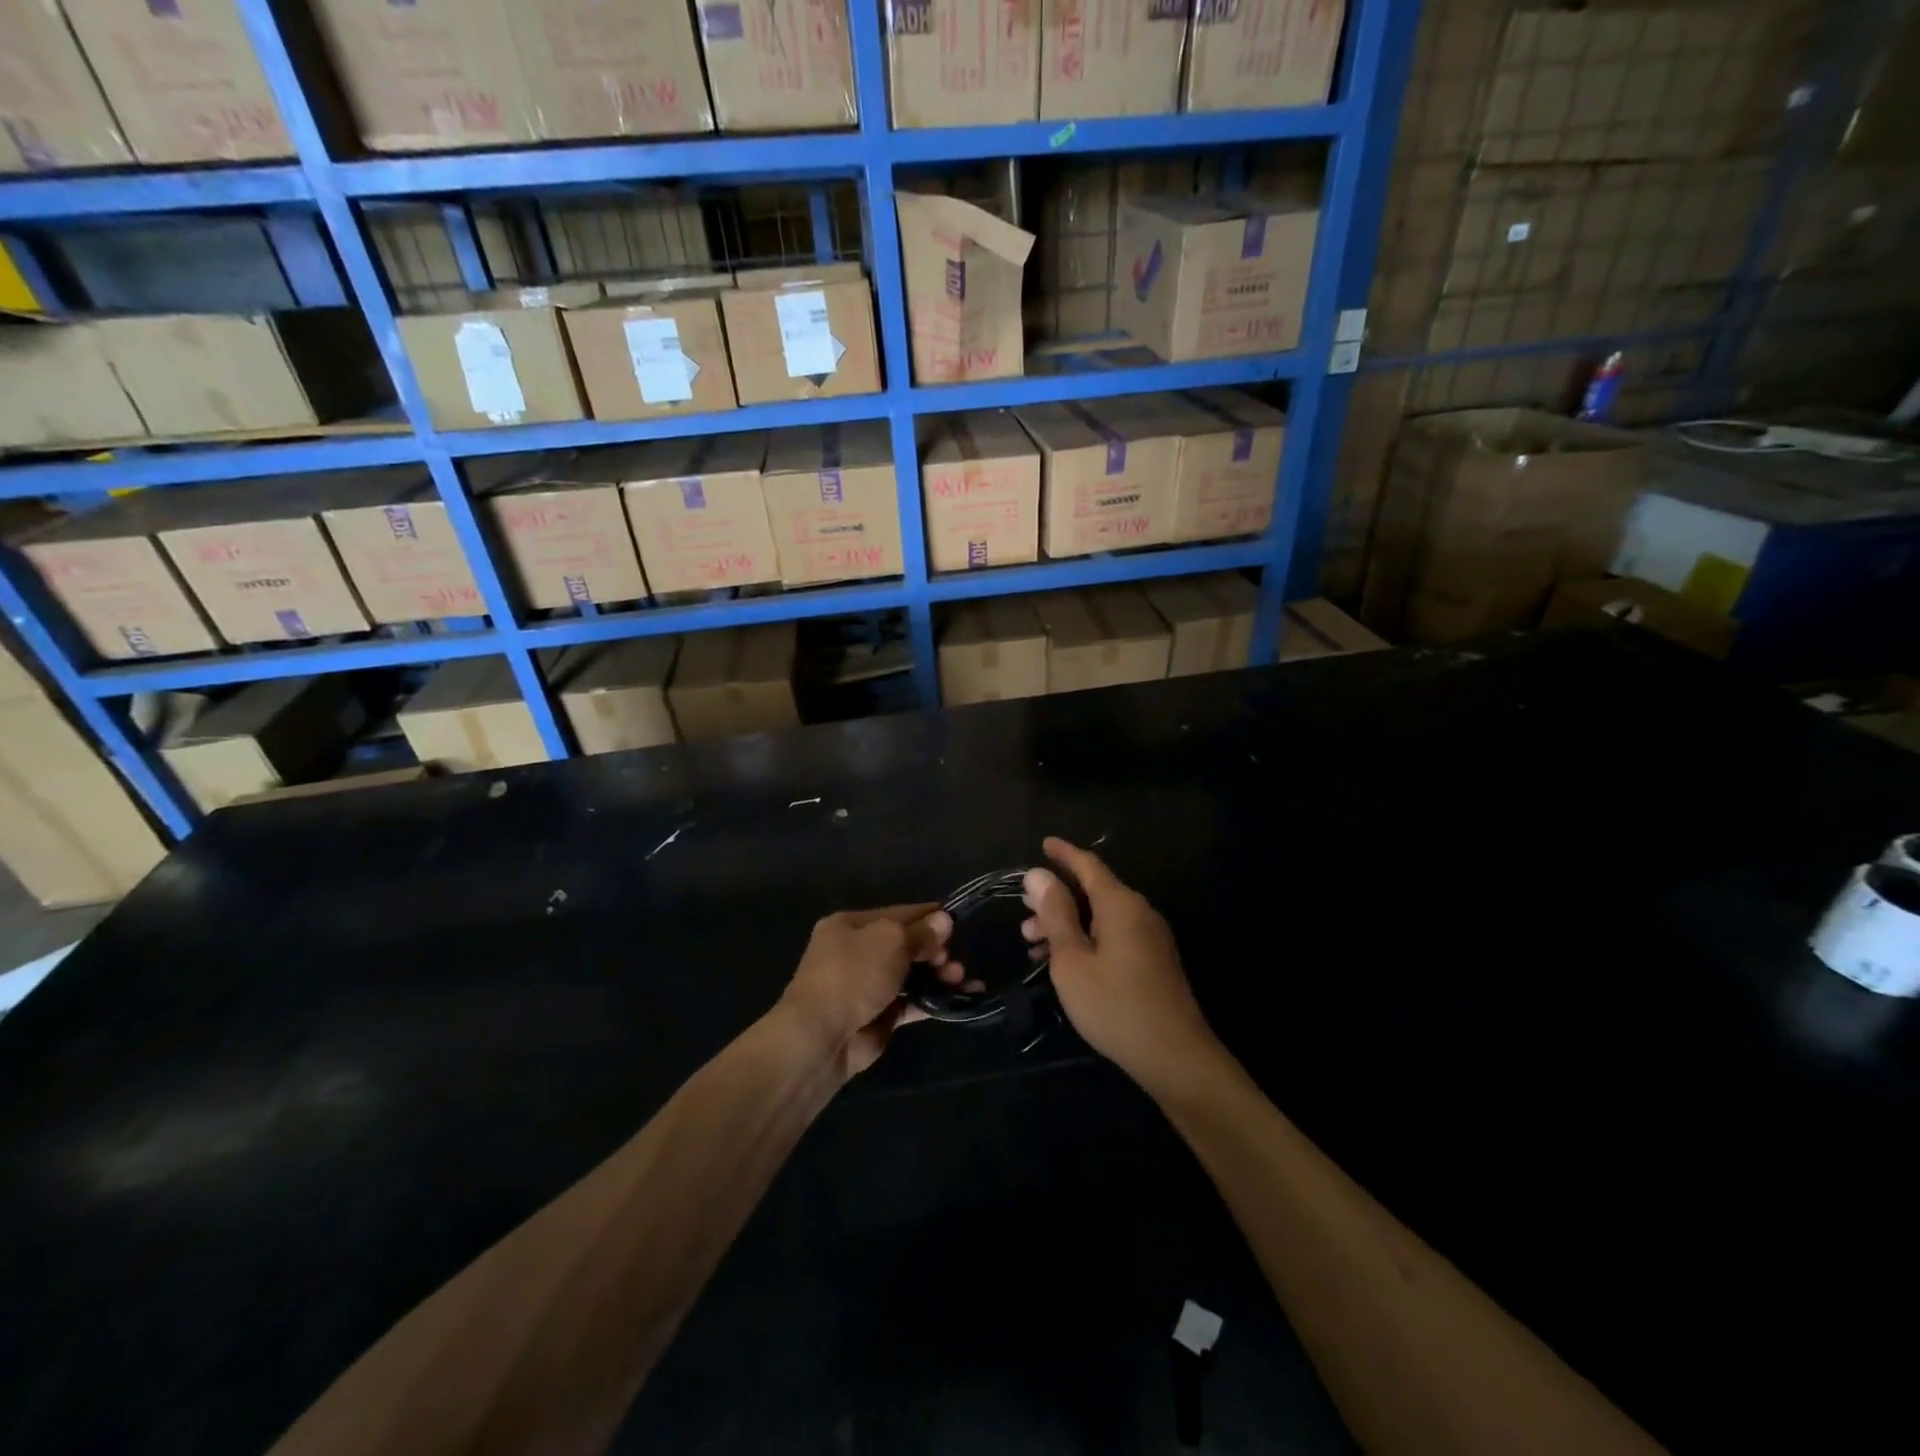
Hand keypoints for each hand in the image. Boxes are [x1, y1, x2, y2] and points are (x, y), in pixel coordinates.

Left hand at [779, 905, 954, 1078]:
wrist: (821, 1037)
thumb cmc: (853, 974)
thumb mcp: (890, 941)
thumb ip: (921, 932)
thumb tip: (945, 919)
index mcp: (851, 925)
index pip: (898, 913)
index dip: (928, 916)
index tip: (958, 921)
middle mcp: (856, 952)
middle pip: (906, 944)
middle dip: (934, 949)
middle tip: (954, 959)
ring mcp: (867, 986)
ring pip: (910, 974)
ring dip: (938, 974)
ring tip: (960, 978)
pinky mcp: (878, 1016)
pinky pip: (911, 1002)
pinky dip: (933, 999)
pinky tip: (958, 998)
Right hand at [1022, 838, 1217, 1085]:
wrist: (1175, 1056)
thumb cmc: (1114, 1005)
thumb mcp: (1072, 958)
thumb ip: (1055, 914)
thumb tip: (1038, 874)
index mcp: (1121, 904)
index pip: (1088, 865)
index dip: (1064, 854)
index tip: (1044, 844)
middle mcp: (1140, 912)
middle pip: (1094, 891)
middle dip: (1057, 897)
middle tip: (1024, 911)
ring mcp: (1151, 938)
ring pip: (1102, 917)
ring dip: (1068, 924)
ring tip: (1034, 944)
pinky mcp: (1154, 962)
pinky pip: (1114, 936)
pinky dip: (1086, 939)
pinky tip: (1066, 962)